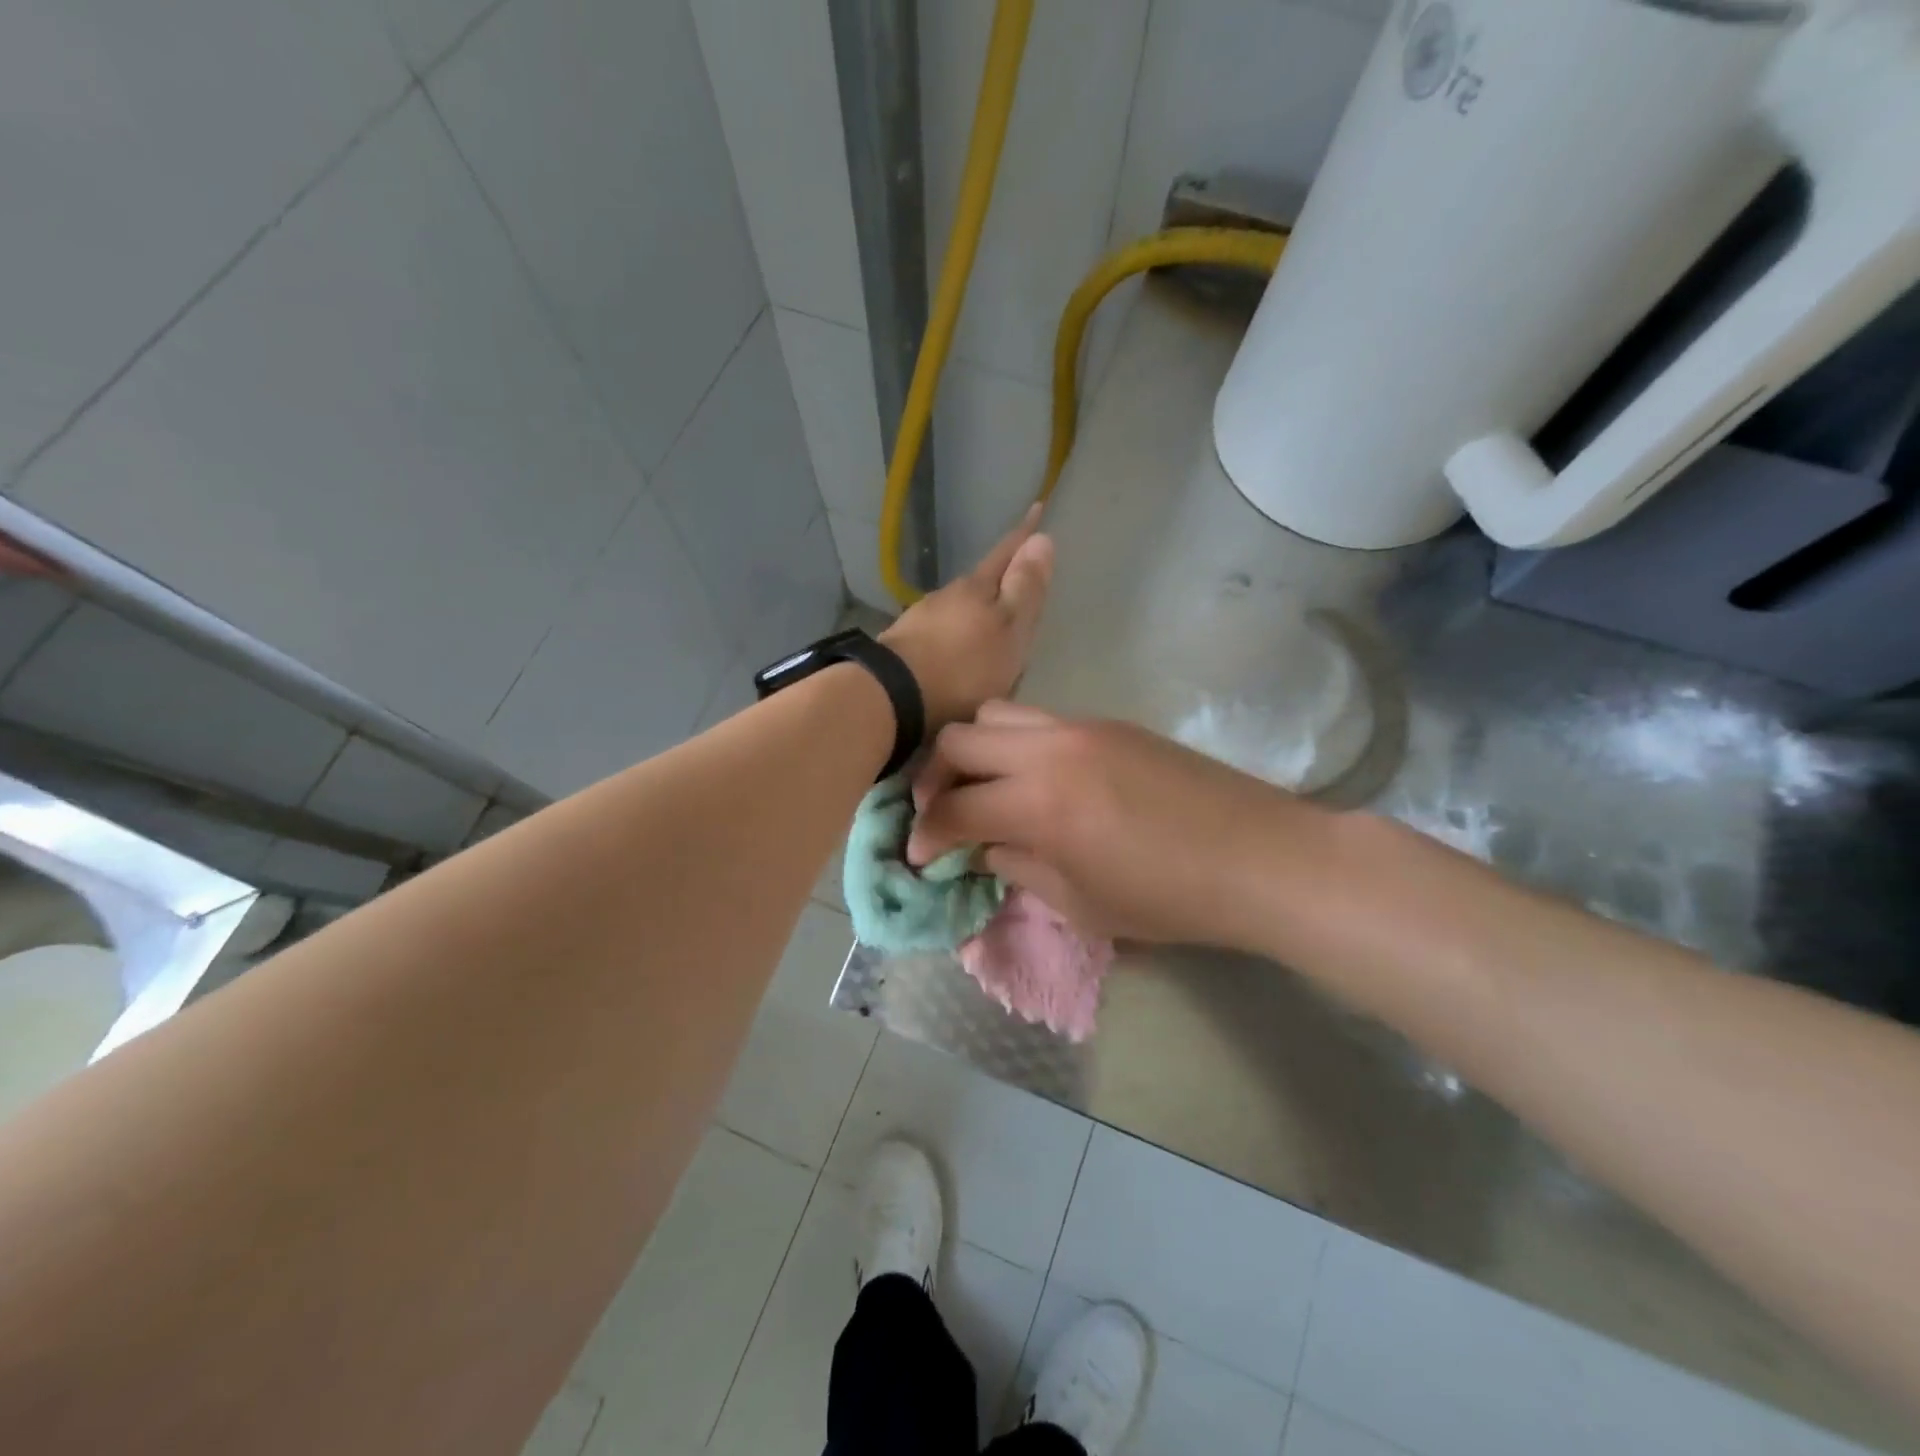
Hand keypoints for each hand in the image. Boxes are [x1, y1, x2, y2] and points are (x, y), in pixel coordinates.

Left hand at [879, 507, 1053, 730]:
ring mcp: (920, 620)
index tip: (1037, 508)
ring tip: (988, 631)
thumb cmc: (964, 666)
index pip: (1006, 554)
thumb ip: (1025, 589)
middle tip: (1017, 586)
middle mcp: (946, 596)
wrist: (893, 695)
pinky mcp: (904, 647)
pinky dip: (953, 639)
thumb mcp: (1008, 629)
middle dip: (998, 581)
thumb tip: (1042, 540)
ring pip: (956, 609)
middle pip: (980, 583)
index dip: (1024, 535)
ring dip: (973, 615)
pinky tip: (955, 655)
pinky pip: (938, 635)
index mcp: (976, 588)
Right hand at [905, 703, 1329, 947]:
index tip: (921, 855)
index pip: (951, 808)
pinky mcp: (1109, 723)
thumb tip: (983, 845)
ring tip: (982, 786)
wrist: (1260, 857)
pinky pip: (1039, 719)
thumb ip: (1018, 867)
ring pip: (995, 713)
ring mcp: (1081, 727)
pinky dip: (1016, 743)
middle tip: (941, 813)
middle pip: (957, 739)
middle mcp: (1050, 751)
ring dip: (973, 749)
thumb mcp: (1080, 904)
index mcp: (1039, 805)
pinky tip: (1034, 778)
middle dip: (932, 779)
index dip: (924, 835)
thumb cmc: (1170, 899)